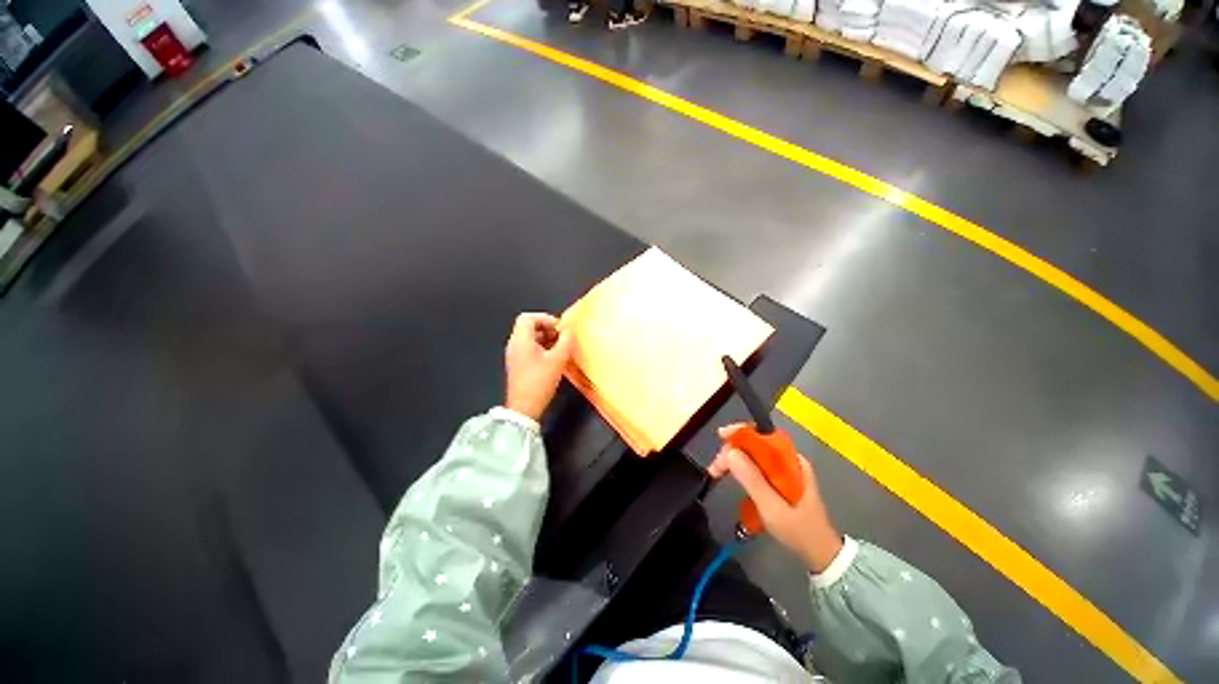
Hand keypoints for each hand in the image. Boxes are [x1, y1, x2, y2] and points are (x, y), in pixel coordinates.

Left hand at [504, 313, 574, 421]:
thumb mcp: (558, 360)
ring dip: (546, 339)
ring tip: (560, 348)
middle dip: (547, 328)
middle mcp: (514, 345)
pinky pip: (529, 348)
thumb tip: (570, 330)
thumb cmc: (539, 382)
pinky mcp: (518, 365)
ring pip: (530, 338)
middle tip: (562, 338)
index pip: (528, 317)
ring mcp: (515, 355)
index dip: (545, 318)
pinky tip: (553, 358)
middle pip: (529, 326)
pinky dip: (542, 348)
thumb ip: (566, 341)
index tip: (559, 328)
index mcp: (520, 340)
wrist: (524, 408)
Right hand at [709, 425, 843, 572]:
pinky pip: (756, 465)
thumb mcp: (773, 509)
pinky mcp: (779, 479)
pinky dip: (741, 468)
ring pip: (753, 454)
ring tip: (717, 472)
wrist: (821, 555)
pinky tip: (730, 476)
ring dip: (734, 460)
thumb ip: (753, 480)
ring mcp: (784, 469)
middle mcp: (789, 460)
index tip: (721, 436)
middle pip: (755, 444)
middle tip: (715, 467)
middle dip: (732, 450)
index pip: (764, 435)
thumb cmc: (799, 532)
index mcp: (792, 462)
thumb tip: (731, 452)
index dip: (741, 432)